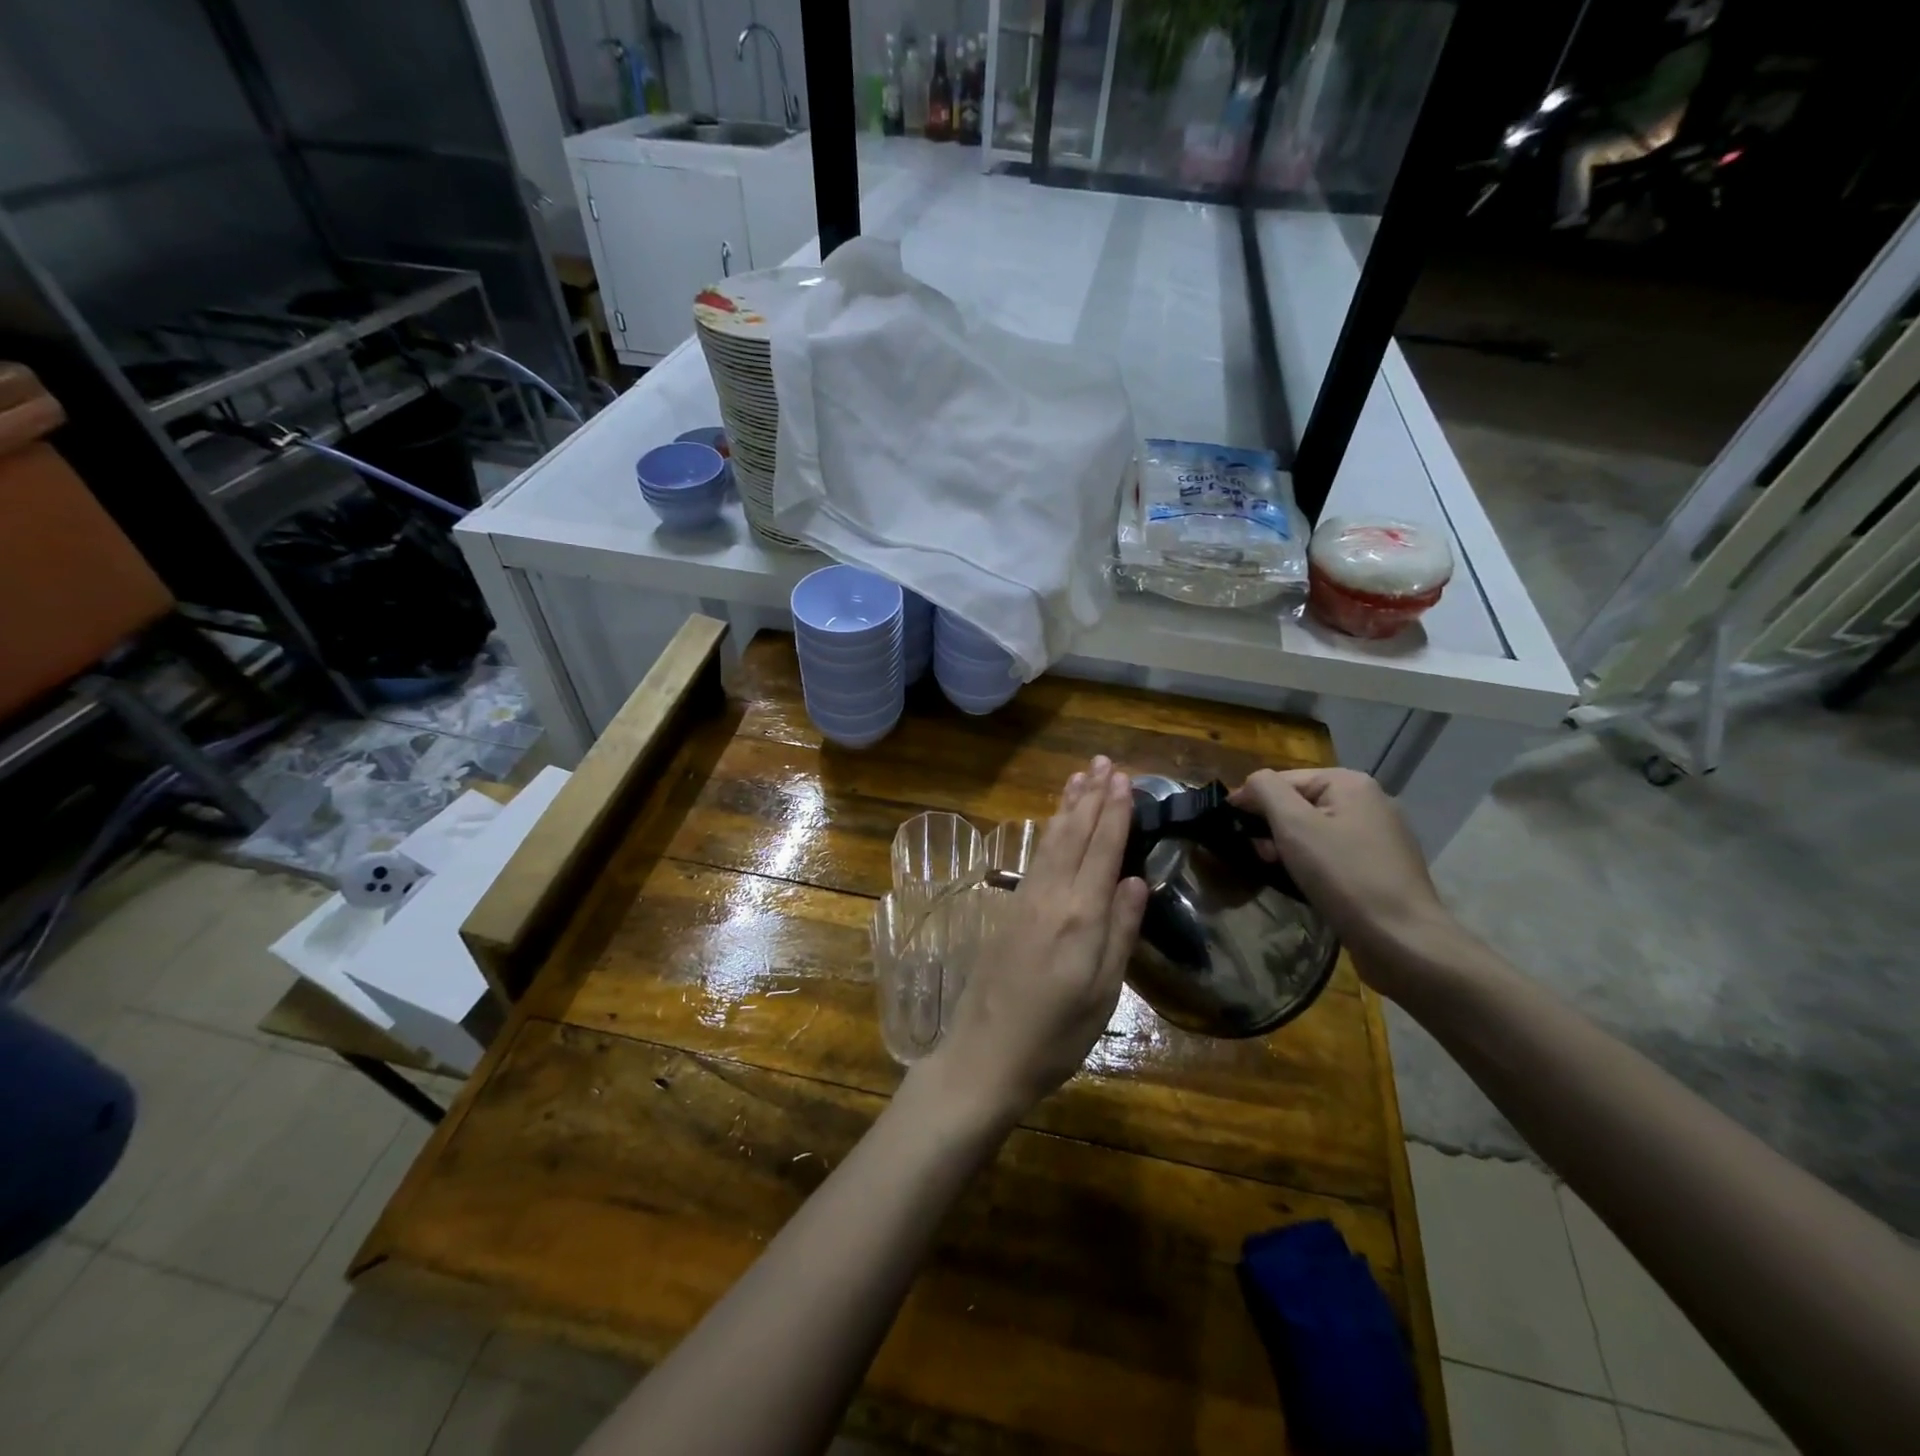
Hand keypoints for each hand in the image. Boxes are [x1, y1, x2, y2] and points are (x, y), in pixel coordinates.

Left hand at [919, 757, 1148, 1128]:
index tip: (1124, 779)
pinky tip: (1053, 824)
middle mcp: (1050, 898)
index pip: (1102, 850)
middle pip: (1073, 835)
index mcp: (1080, 917)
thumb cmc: (1055, 1036)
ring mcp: (1024, 902)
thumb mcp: (1103, 993)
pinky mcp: (1008, 912)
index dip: (1114, 813)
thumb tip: (1137, 881)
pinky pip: (1035, 858)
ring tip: (1080, 777)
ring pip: (1050, 841)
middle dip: (1091, 797)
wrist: (985, 1056)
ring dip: (1067, 806)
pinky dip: (1049, 832)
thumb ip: (1120, 932)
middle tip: (1103, 762)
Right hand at [1229, 768, 1462, 991]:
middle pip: (1300, 803)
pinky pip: (1334, 852)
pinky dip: (1313, 862)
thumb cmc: (1343, 875)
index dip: (1252, 800)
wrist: (1402, 939)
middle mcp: (1370, 801)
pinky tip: (1306, 882)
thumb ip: (1265, 791)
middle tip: (1258, 855)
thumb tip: (1249, 783)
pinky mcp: (1382, 865)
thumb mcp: (1294, 825)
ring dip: (1289, 846)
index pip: (1283, 779)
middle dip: (1272, 826)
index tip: (1230, 828)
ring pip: (1316, 829)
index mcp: (1350, 783)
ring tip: (1278, 870)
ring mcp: (1380, 834)